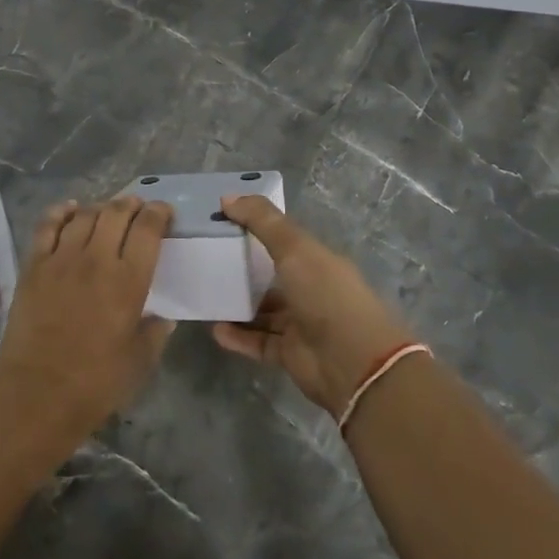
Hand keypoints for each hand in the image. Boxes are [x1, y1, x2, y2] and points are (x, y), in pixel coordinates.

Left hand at [0, 196, 175, 439]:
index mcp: (129, 280)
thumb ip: (155, 333)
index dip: (159, 214)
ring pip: (84, 215)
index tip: (163, 212)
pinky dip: (61, 211)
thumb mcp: (140, 361)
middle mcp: (97, 259)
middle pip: (116, 213)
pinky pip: (47, 225)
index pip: (148, 229)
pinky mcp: (33, 266)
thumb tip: (163, 318)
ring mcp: (61, 259)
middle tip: (138, 208)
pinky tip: (70, 209)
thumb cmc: (96, 383)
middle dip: (131, 204)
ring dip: (101, 207)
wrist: (37, 395)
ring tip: (107, 212)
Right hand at [212, 195, 411, 413]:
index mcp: (318, 261)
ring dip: (238, 306)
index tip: (222, 222)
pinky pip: (259, 342)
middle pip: (272, 277)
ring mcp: (301, 324)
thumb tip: (228, 197)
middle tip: (207, 260)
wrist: (352, 362)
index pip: (284, 240)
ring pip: (264, 312)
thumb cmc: (325, 295)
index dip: (256, 229)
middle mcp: (311, 290)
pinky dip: (238, 337)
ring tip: (206, 296)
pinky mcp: (290, 354)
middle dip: (243, 269)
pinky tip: (215, 330)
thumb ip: (262, 221)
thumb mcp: (294, 248)